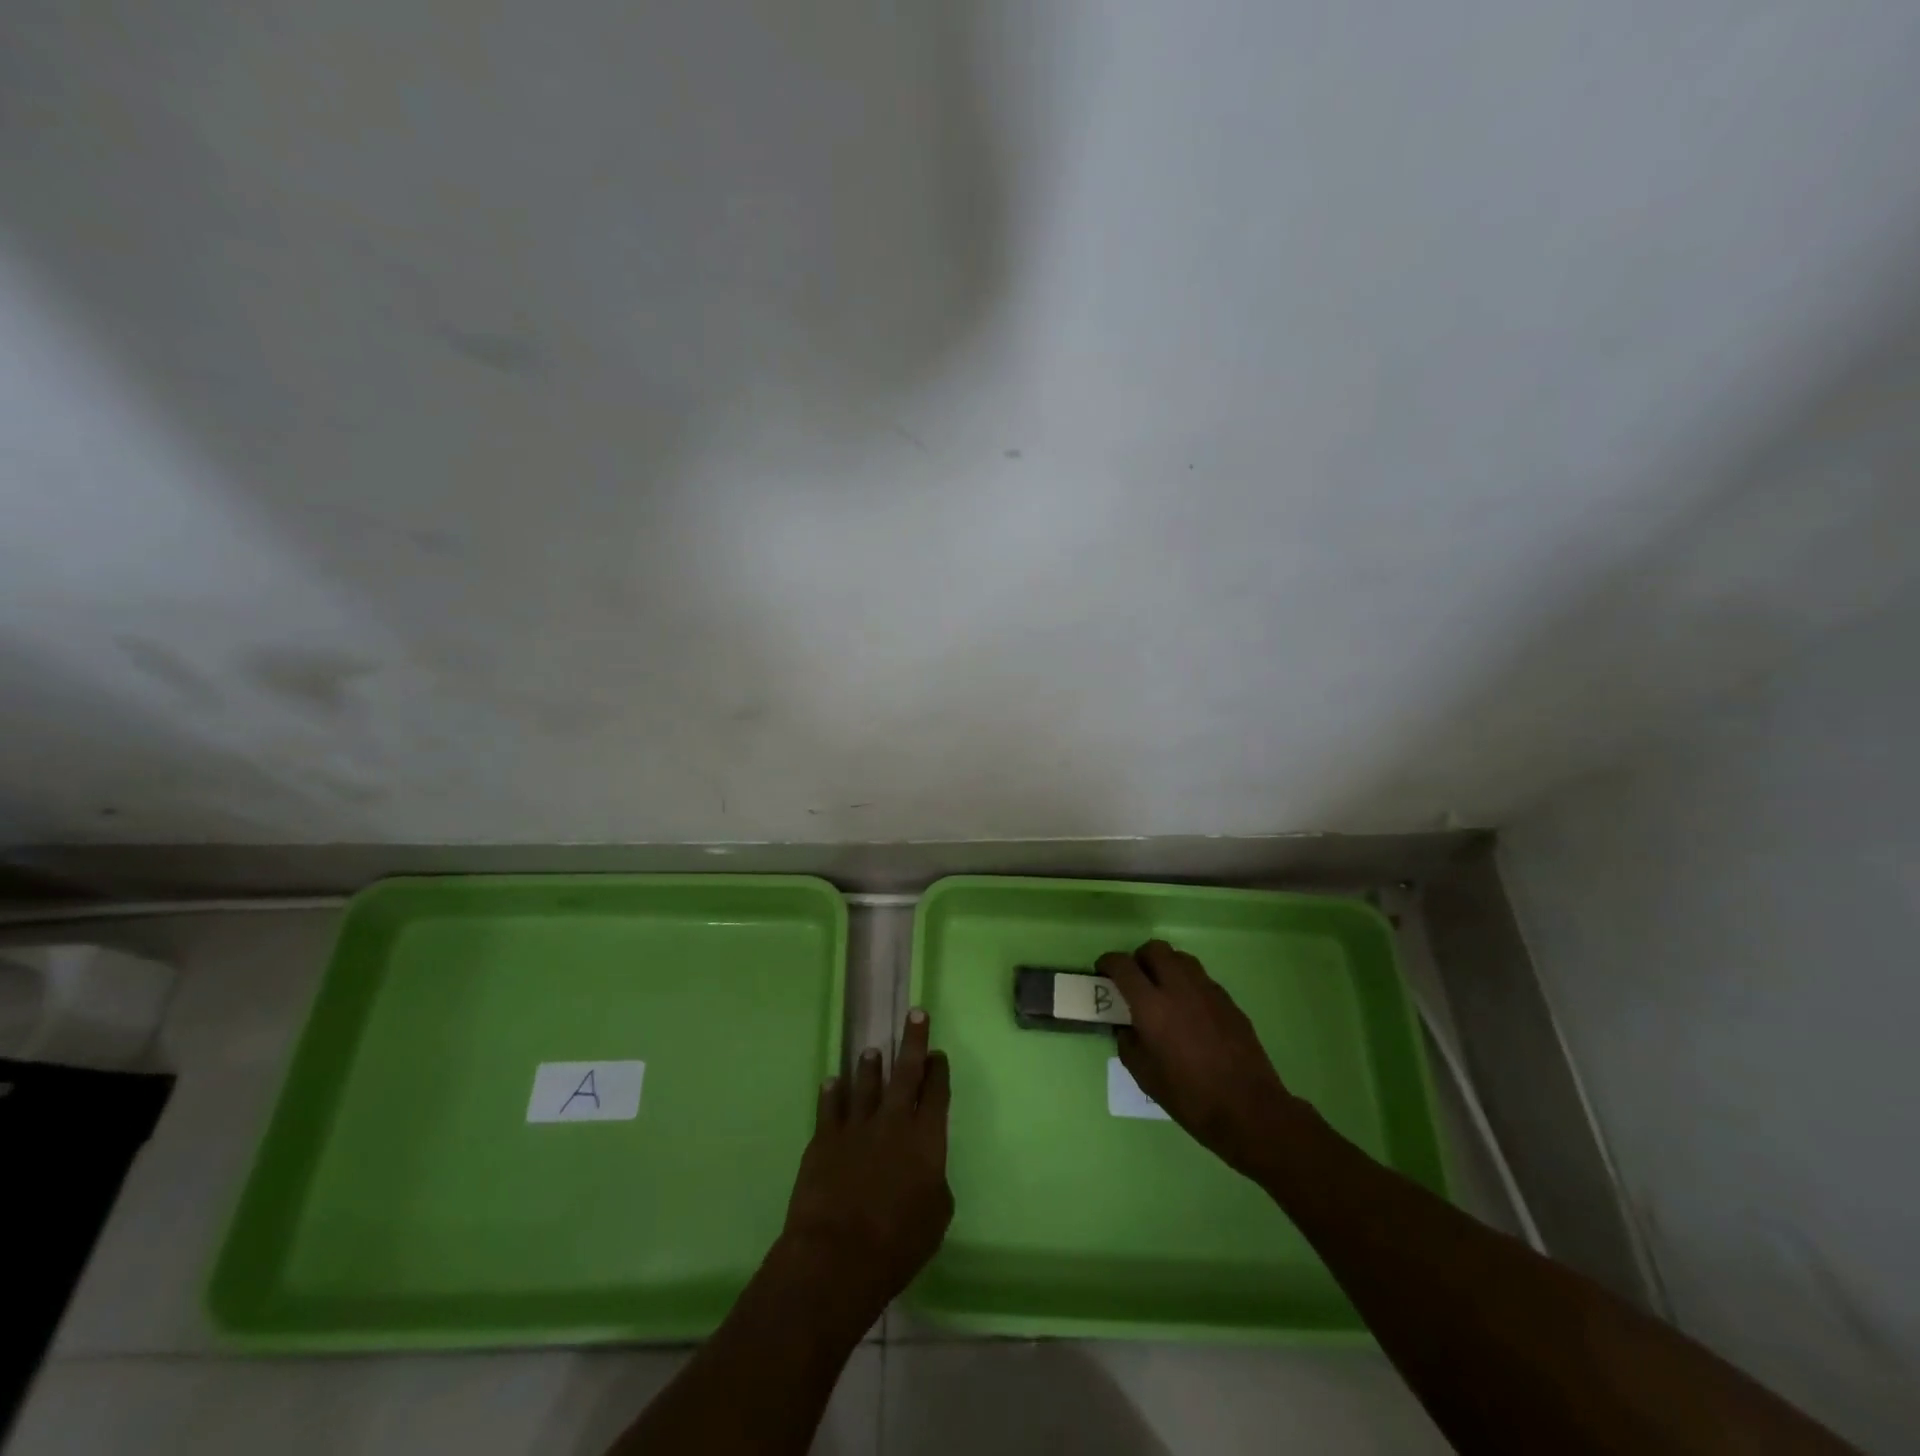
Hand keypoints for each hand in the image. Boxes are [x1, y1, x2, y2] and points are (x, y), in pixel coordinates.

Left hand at [776, 1008, 952, 1326]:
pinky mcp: (824, 1139)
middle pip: (906, 1073)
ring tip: (872, 1051)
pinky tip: (832, 1082)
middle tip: (915, 1014)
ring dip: (870, 1067)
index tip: (938, 1054)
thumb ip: (934, 1184)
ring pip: (866, 1085)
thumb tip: (925, 1170)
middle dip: (913, 1042)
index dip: (939, 1071)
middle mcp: (893, 1122)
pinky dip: (832, 1092)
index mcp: (926, 1139)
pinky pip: (829, 1107)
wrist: (837, 1255)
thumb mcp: (936, 1218)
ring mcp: (856, 1127)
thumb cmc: (897, 1244)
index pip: (936, 1093)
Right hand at [1099, 940, 1304, 1180]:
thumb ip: (1129, 1043)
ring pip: (1181, 958)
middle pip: (1155, 949)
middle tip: (1134, 979)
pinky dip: (1188, 984)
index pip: (1123, 966)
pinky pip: (1201, 979)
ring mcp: (1207, 991)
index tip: (1103, 971)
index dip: (1108, 963)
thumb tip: (1126, 1027)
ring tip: (1162, 991)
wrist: (1249, 1110)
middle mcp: (1179, 988)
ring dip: (1165, 966)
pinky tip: (1189, 1011)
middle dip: (1139, 958)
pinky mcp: (1228, 1000)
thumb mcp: (1145, 1076)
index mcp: (1152, 1006)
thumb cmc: (1190, 1098)